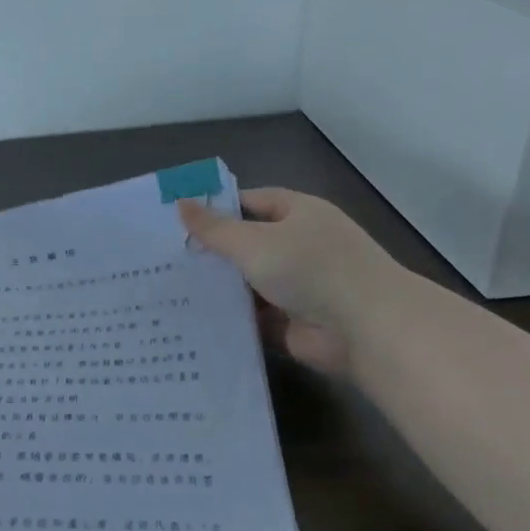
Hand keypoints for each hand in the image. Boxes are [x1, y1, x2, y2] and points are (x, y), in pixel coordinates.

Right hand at [178, 188, 398, 376]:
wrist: (365, 328)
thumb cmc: (310, 269)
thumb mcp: (254, 242)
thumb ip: (214, 229)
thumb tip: (180, 203)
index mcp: (299, 213)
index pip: (252, 202)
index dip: (217, 208)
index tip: (178, 219)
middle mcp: (300, 246)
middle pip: (248, 244)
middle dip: (212, 252)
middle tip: (164, 257)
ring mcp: (298, 285)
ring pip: (248, 283)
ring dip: (219, 288)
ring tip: (169, 289)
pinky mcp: (293, 321)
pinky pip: (254, 316)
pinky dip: (231, 318)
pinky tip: (193, 319)